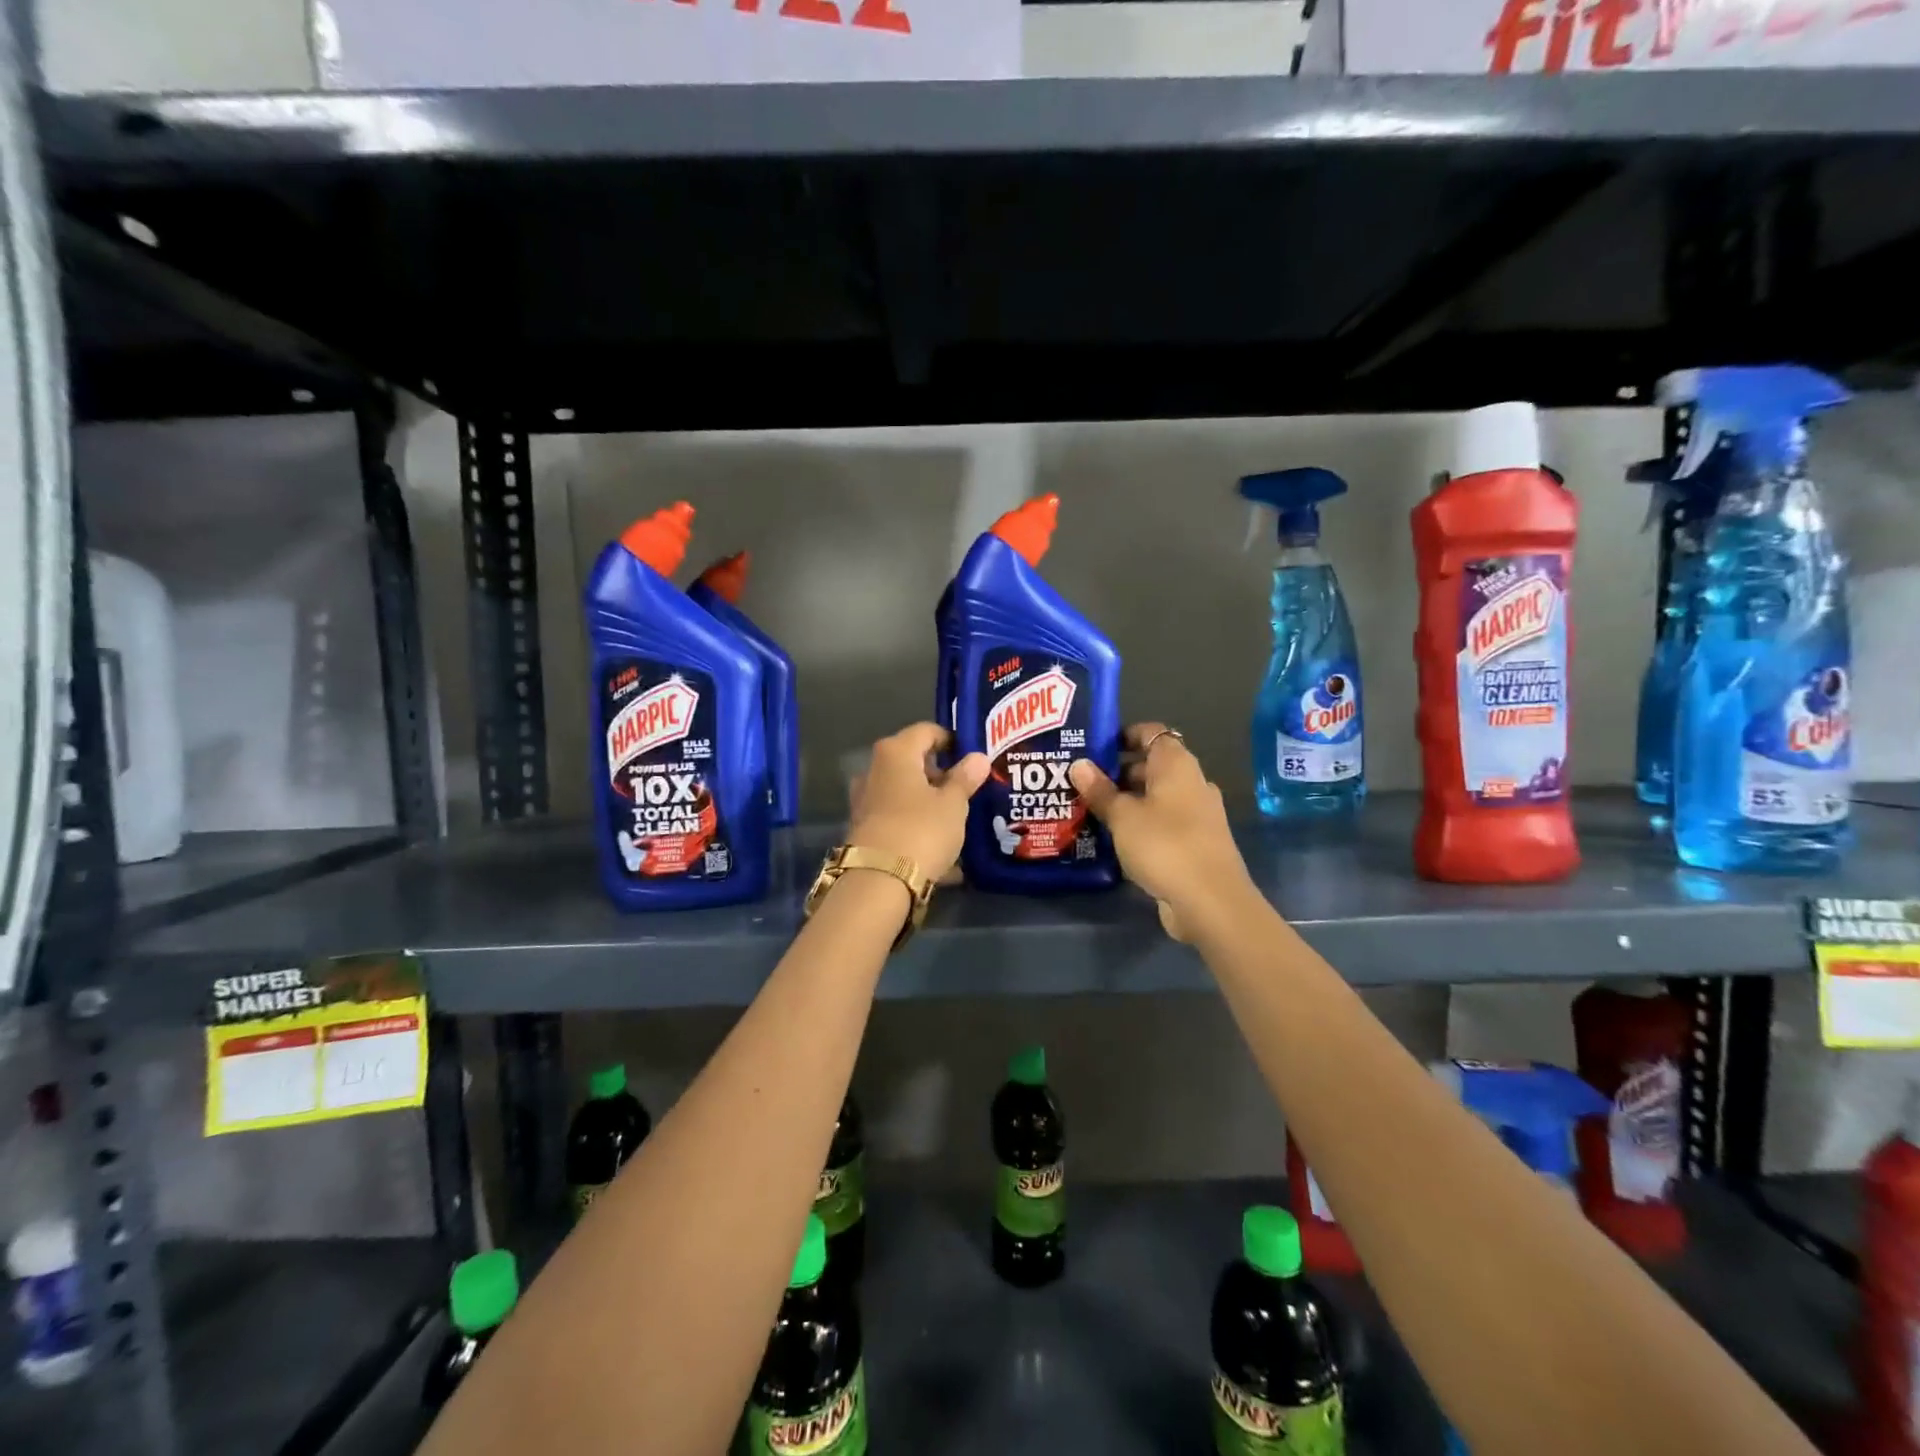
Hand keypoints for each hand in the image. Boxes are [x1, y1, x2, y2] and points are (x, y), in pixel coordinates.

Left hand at [847, 723, 989, 882]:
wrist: (878, 881)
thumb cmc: (921, 829)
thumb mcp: (953, 804)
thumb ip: (965, 778)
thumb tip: (978, 758)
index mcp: (896, 752)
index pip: (926, 731)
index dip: (950, 740)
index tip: (971, 757)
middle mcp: (874, 770)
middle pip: (912, 762)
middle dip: (939, 775)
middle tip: (967, 791)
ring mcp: (865, 801)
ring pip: (904, 793)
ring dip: (928, 803)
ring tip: (956, 821)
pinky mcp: (864, 830)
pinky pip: (898, 819)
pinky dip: (918, 827)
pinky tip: (941, 849)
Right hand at [1071, 724, 1255, 941]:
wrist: (1211, 901)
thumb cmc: (1164, 845)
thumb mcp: (1122, 816)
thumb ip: (1100, 790)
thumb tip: (1079, 765)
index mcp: (1177, 764)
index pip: (1151, 733)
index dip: (1123, 735)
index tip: (1093, 747)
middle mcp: (1192, 782)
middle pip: (1152, 766)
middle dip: (1118, 772)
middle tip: (1082, 782)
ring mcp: (1198, 814)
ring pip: (1157, 797)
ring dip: (1128, 801)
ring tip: (1091, 810)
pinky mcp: (1196, 843)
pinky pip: (1163, 822)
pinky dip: (1141, 825)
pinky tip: (1115, 839)